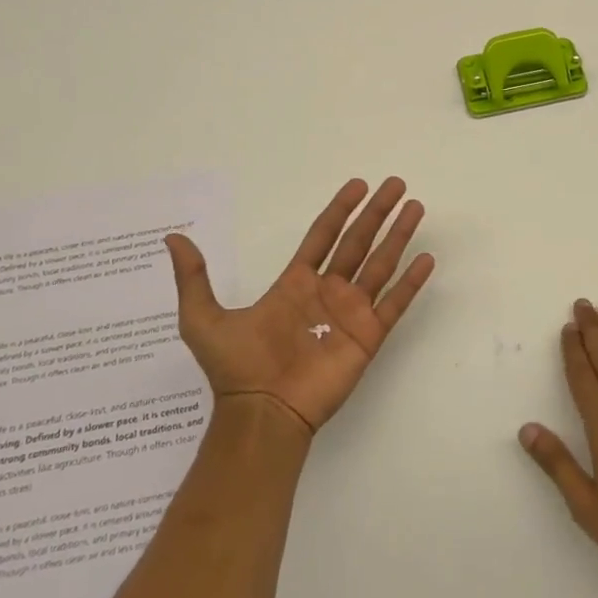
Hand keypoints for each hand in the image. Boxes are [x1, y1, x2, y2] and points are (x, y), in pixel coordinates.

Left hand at [166, 177, 434, 435]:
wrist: (259, 413)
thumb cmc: (235, 367)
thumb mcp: (202, 318)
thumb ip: (193, 277)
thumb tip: (171, 239)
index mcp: (295, 283)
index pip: (323, 235)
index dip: (341, 209)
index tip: (358, 185)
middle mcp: (327, 292)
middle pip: (358, 241)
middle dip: (377, 212)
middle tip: (396, 184)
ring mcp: (350, 313)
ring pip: (380, 264)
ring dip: (398, 236)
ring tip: (415, 207)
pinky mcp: (367, 337)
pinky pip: (394, 303)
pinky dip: (411, 282)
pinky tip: (426, 258)